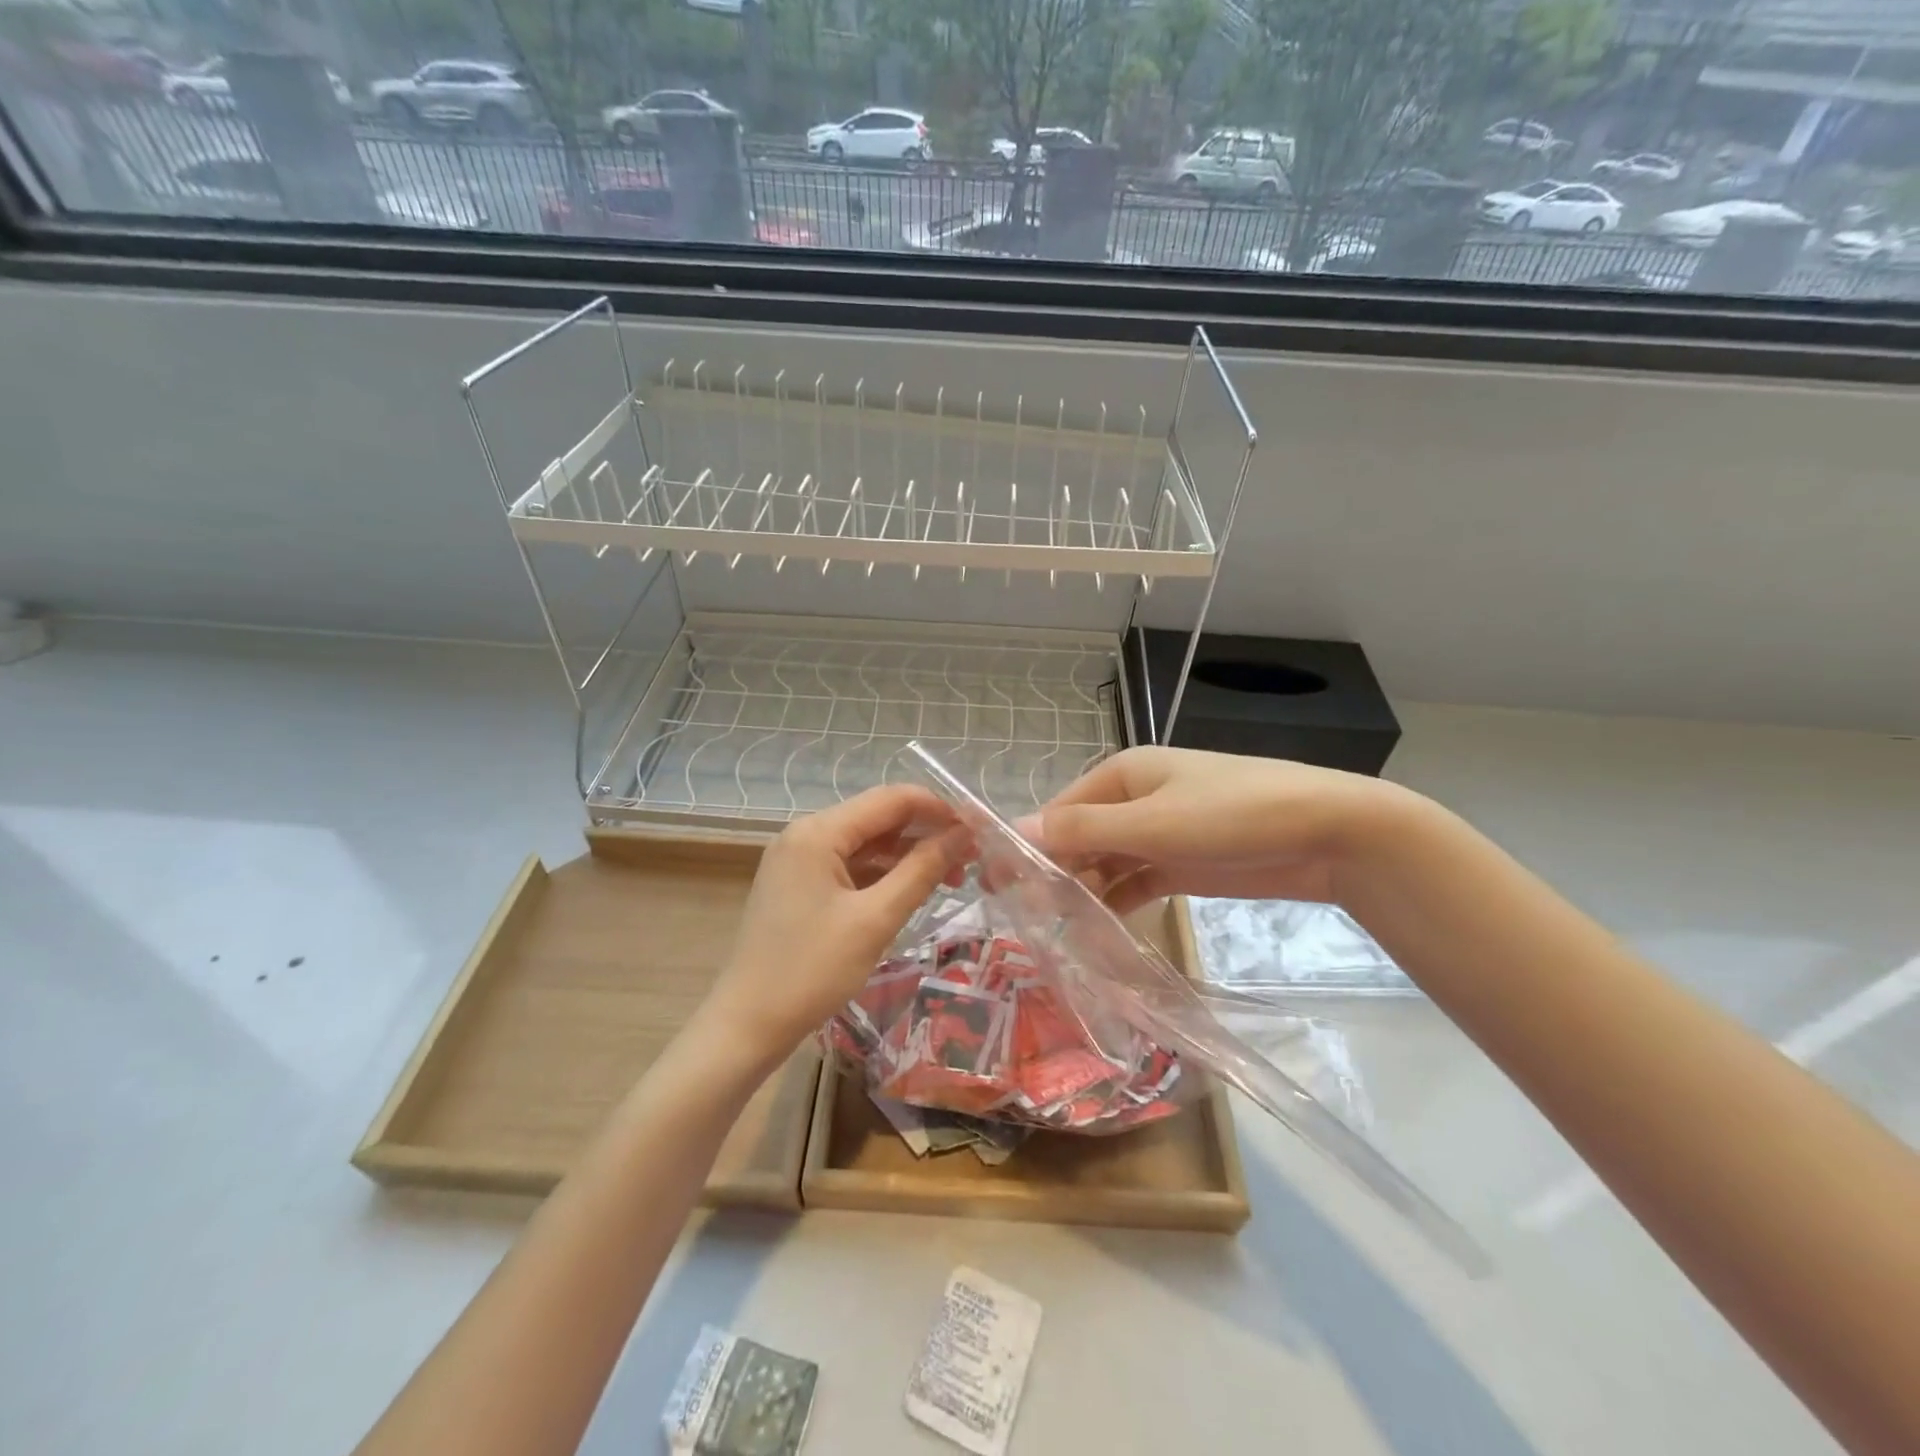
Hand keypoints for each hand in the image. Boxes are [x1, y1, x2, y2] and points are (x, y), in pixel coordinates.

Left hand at [701, 785, 963, 1064]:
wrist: (748, 1024)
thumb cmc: (812, 971)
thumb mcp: (875, 919)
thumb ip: (921, 870)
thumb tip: (962, 835)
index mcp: (818, 832)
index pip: (890, 799)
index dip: (937, 808)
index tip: (977, 830)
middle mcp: (805, 833)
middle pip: (878, 817)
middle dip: (926, 833)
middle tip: (971, 858)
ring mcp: (798, 859)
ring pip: (866, 842)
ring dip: (908, 854)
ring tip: (952, 877)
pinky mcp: (799, 884)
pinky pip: (850, 865)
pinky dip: (883, 873)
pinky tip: (913, 889)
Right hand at [1023, 746, 1413, 914]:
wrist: (1329, 833)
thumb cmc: (1234, 815)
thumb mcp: (1153, 821)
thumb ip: (1084, 830)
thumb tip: (1015, 831)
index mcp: (1122, 774)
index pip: (1060, 811)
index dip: (1030, 846)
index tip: (1001, 889)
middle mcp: (1135, 799)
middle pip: (1080, 837)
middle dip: (1056, 874)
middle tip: (1028, 921)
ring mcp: (1160, 833)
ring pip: (1106, 863)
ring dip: (1084, 893)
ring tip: (1057, 934)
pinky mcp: (1182, 864)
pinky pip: (1135, 882)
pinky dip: (1116, 903)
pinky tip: (1097, 934)